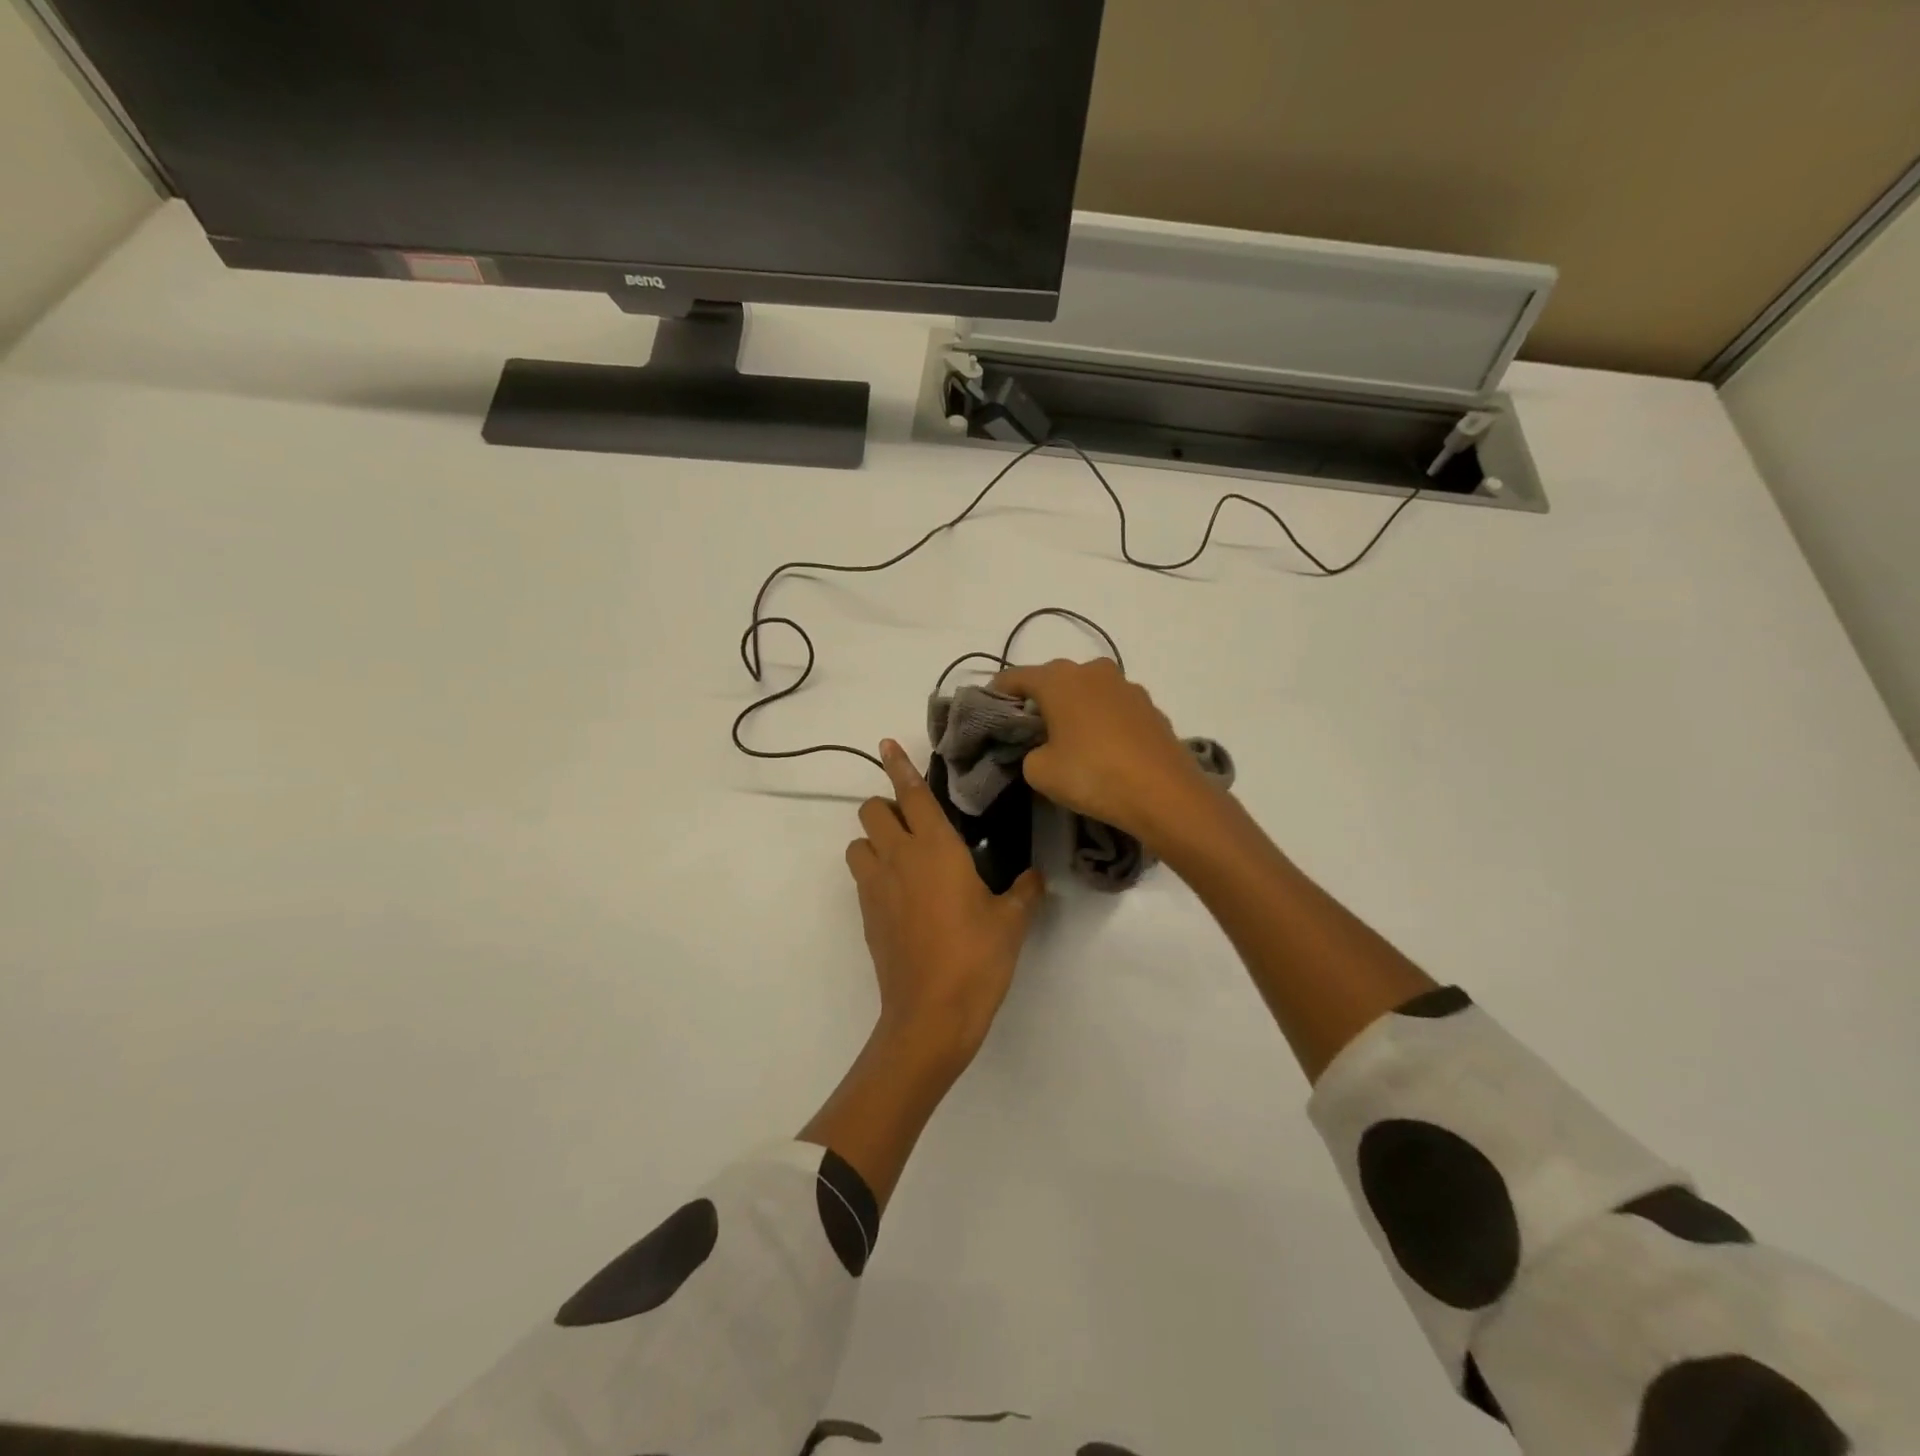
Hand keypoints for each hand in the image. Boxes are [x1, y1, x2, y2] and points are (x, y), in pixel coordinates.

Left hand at [844, 740, 1045, 1071]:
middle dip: (887, 806)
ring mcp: (876, 887)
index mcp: (935, 848)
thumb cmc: (976, 958)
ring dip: (874, 840)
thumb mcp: (1012, 922)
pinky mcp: (866, 915)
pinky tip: (903, 893)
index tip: (886, 744)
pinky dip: (874, 871)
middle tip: (916, 823)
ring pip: (858, 842)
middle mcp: (898, 858)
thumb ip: (1025, 890)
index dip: (898, 765)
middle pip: (871, 811)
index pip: (911, 793)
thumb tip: (1034, 877)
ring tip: (904, 857)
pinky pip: (862, 876)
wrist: (931, 1015)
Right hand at [991, 658, 1213, 849]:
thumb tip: (1042, 748)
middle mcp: (1092, 670)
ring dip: (1073, 708)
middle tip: (1027, 730)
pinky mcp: (1151, 707)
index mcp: (1059, 679)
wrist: (1165, 794)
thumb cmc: (1093, 776)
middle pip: (1053, 679)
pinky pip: (1113, 707)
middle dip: (1038, 700)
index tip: (988, 712)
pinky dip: (1101, 720)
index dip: (997, 693)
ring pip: (1087, 691)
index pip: (1015, 677)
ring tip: (1067, 739)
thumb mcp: (1040, 771)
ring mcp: (1126, 686)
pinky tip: (1102, 748)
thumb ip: (1028, 752)